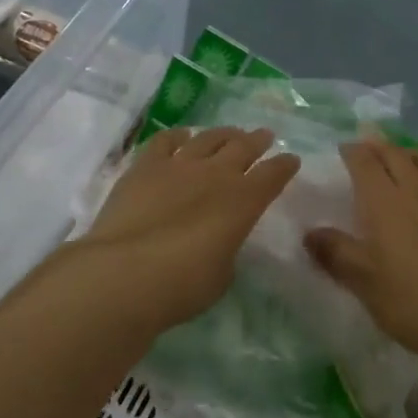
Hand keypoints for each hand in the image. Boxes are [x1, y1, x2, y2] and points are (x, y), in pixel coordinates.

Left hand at [67, 126, 299, 334]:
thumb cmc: (182, 285)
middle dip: (257, 140)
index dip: (284, 166)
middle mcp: (216, 174)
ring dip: (223, 134)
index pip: (273, 175)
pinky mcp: (145, 166)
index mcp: (243, 201)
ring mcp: (179, 165)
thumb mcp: (222, 273)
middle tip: (264, 135)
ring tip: (230, 133)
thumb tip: (219, 236)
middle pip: (243, 147)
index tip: (291, 160)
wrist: (126, 273)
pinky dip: (178, 136)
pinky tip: (182, 136)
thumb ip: (226, 247)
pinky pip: (166, 141)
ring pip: (208, 138)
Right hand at [304, 140, 417, 364]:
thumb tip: (310, 233)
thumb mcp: (364, 284)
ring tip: (404, 154)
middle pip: (396, 156)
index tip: (344, 149)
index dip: (353, 152)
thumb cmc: (413, 303)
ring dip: (412, 152)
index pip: (365, 164)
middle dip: (379, 146)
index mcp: (384, 204)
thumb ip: (335, 254)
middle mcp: (417, 191)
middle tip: (369, 145)